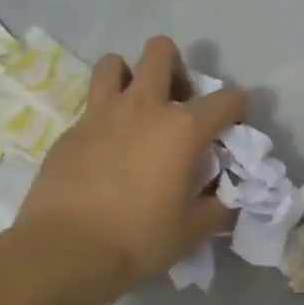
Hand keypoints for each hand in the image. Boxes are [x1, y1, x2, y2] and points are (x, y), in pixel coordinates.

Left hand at [15, 36, 245, 296]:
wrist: (65, 251)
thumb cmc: (139, 239)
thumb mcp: (192, 229)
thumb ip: (216, 207)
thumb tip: (224, 198)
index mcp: (184, 129)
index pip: (227, 99)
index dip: (238, 107)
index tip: (234, 124)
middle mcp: (145, 107)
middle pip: (161, 53)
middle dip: (175, 64)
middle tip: (178, 99)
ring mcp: (102, 114)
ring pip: (114, 63)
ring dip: (129, 75)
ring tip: (135, 106)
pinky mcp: (71, 130)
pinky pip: (91, 105)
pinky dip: (105, 115)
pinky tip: (106, 147)